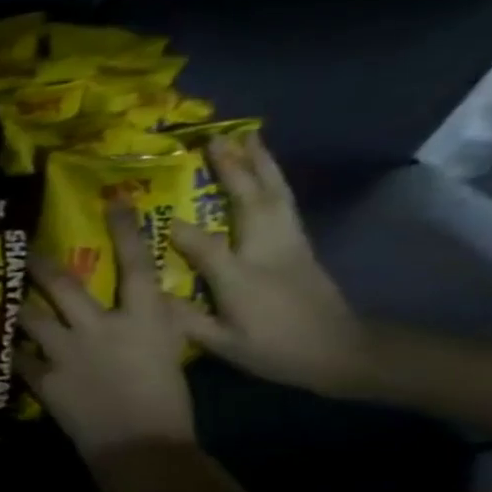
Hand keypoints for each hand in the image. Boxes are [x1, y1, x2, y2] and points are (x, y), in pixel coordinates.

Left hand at [20, 203, 195, 455]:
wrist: (142, 444)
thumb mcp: (168, 350)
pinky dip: (8, 349)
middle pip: (64, 284)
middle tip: (21, 247)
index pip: (137, 265)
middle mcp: (103, 327)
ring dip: (14, 305)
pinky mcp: (45, 377)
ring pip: (30, 316)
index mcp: (146, 318)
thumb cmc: (166, 399)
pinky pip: (17, 356)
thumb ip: (148, 322)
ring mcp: (68, 351)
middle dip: (39, 264)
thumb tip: (136, 302)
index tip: (112, 202)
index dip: (124, 231)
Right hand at [166, 136, 368, 395]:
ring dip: (260, 165)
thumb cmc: (276, 352)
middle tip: (214, 140)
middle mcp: (269, 253)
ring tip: (245, 139)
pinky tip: (263, 170)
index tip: (148, 213)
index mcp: (243, 280)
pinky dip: (272, 181)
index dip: (178, 230)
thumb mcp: (222, 345)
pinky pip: (283, 204)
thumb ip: (184, 318)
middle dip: (234, 170)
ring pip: (275, 196)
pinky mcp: (301, 245)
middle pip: (252, 203)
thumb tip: (146, 294)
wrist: (344, 353)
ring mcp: (290, 245)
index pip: (205, 246)